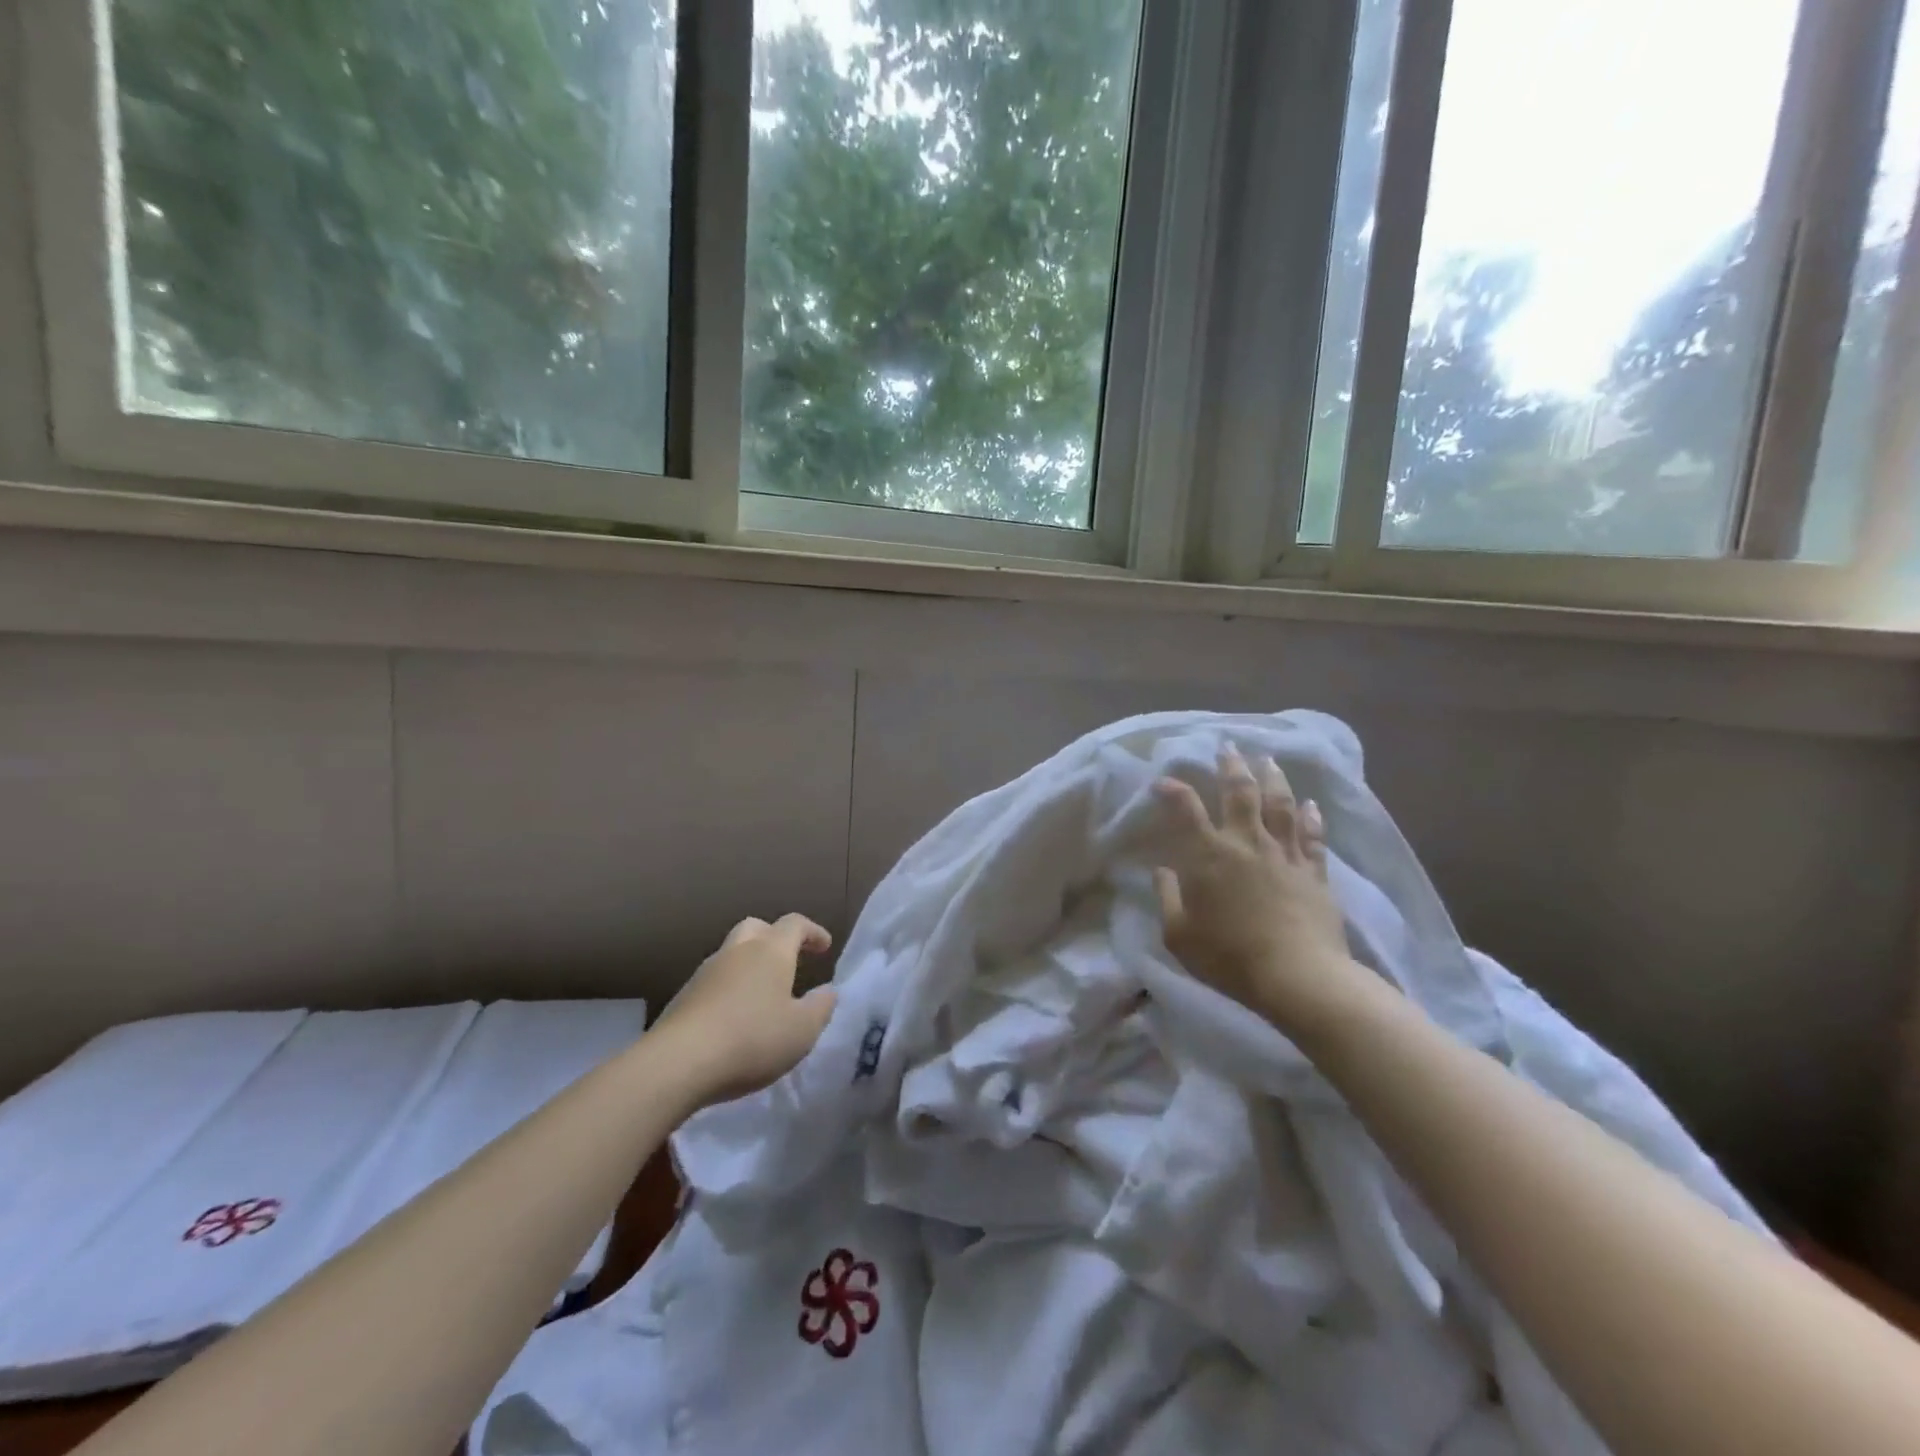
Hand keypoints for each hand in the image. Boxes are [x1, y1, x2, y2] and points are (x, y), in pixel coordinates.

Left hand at [651, 914, 836, 1107]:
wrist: (677, 1063)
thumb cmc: (752, 1039)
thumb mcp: (802, 1030)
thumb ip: (821, 1008)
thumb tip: (827, 992)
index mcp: (770, 951)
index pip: (794, 924)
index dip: (812, 932)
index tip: (824, 946)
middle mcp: (737, 951)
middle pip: (756, 927)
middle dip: (775, 937)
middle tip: (789, 960)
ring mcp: (705, 972)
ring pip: (732, 953)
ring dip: (749, 964)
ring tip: (762, 994)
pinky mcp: (683, 997)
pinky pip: (714, 981)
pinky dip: (729, 988)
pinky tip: (734, 1017)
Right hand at [1154, 747, 1367, 1036]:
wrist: (1297, 977)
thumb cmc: (1228, 957)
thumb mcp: (1179, 934)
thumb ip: (1168, 898)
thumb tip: (1162, 870)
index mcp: (1210, 855)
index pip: (1186, 810)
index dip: (1173, 790)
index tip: (1163, 781)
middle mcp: (1247, 843)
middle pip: (1240, 793)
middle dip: (1232, 766)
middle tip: (1229, 746)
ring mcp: (1285, 854)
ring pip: (1280, 805)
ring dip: (1273, 778)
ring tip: (1268, 759)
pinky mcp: (1314, 872)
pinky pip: (1313, 836)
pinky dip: (1311, 817)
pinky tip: (1310, 803)